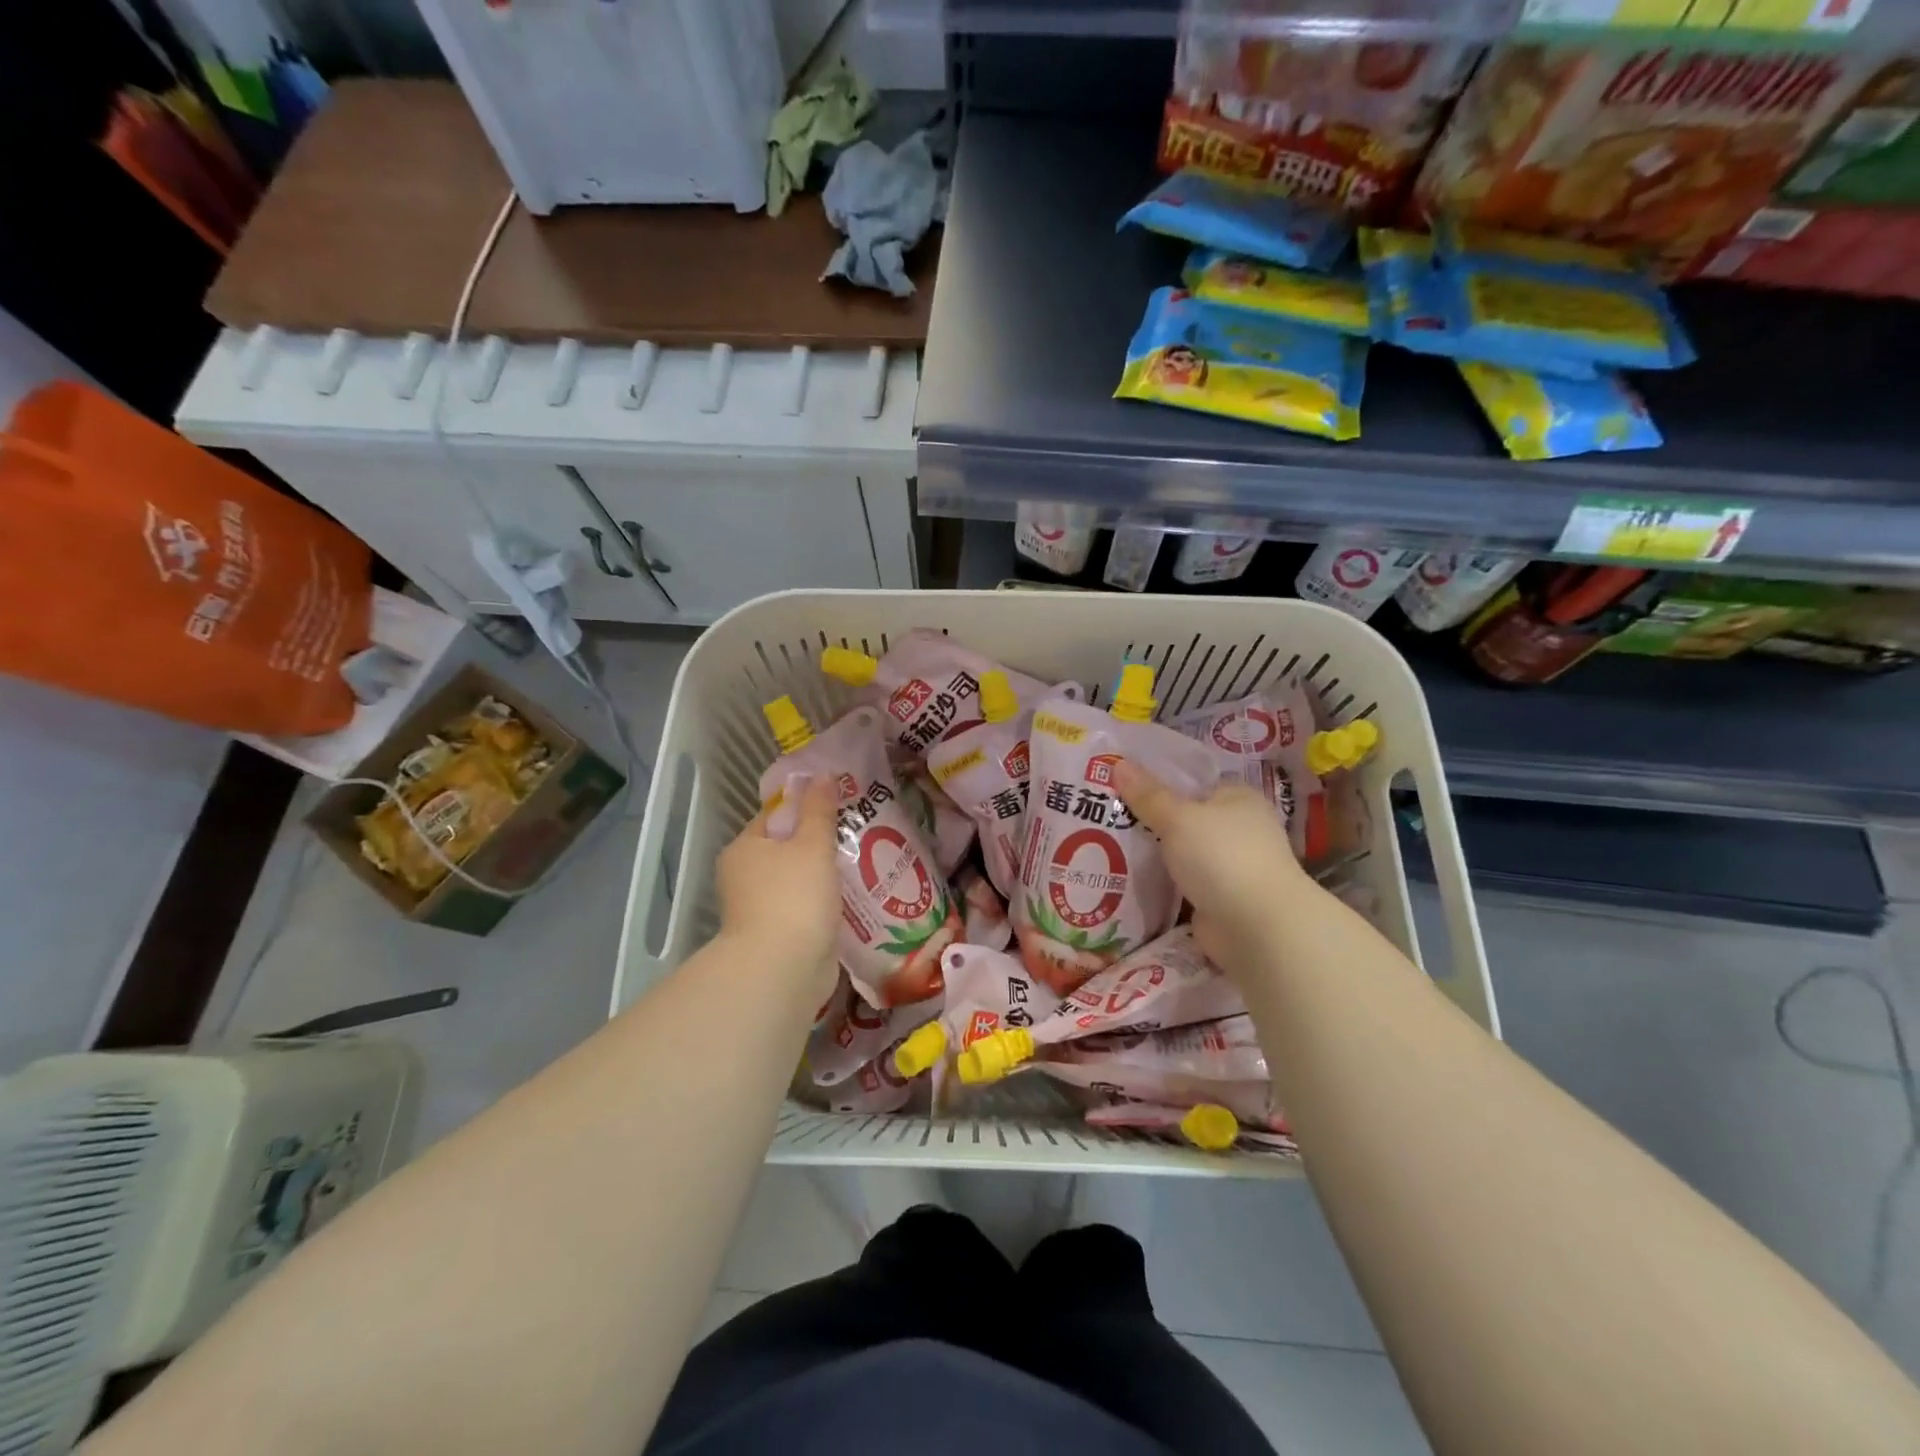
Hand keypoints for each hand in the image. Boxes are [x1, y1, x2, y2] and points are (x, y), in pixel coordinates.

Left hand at [715, 775, 839, 989]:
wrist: (783, 970)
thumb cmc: (794, 896)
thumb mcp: (811, 844)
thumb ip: (819, 810)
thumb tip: (822, 774)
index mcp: (744, 849)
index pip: (774, 817)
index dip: (805, 808)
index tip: (839, 806)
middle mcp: (744, 877)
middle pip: (787, 850)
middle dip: (820, 844)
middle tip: (858, 834)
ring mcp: (760, 910)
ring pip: (798, 881)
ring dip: (825, 876)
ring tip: (865, 864)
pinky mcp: (779, 936)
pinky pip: (806, 909)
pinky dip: (825, 904)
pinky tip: (855, 898)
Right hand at [1112, 759, 1310, 979]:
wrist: (1256, 927)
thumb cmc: (1222, 856)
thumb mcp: (1178, 818)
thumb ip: (1147, 795)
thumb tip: (1117, 763)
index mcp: (1239, 799)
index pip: (1196, 783)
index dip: (1161, 782)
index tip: (1123, 786)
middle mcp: (1240, 829)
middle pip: (1187, 818)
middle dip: (1153, 821)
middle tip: (1108, 816)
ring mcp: (1232, 866)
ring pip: (1184, 853)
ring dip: (1157, 855)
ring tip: (1107, 846)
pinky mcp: (1221, 899)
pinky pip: (1184, 883)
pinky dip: (1164, 884)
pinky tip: (1130, 879)